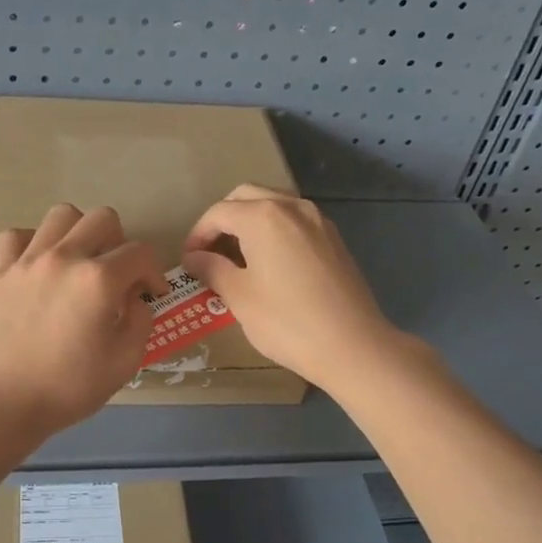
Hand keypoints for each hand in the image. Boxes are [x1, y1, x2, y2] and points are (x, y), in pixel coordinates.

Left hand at [0, 203, 166, 444]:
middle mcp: (64, 257)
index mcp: (99, 280)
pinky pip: (17, 236)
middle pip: (103, 219)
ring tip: (78, 263)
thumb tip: (134, 298)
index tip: (152, 294)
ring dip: (79, 233)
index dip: (154, 272)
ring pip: (61, 215)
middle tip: (116, 276)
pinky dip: (33, 243)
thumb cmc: (66, 389)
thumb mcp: (123, 363)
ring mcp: (27, 261)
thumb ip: (139, 322)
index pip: (140, 253)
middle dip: (120, 243)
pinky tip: (38, 266)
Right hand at [181, 185, 396, 391]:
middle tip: (210, 252)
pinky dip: (275, 230)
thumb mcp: (239, 297)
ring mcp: (318, 220)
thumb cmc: (287, 322)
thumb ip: (212, 269)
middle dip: (223, 219)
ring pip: (274, 204)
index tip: (189, 261)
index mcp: (263, 217)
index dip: (198, 235)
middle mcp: (292, 207)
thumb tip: (194, 258)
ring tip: (238, 256)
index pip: (219, 213)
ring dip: (250, 221)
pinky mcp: (334, 239)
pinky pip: (295, 221)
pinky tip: (270, 262)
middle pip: (246, 197)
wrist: (352, 345)